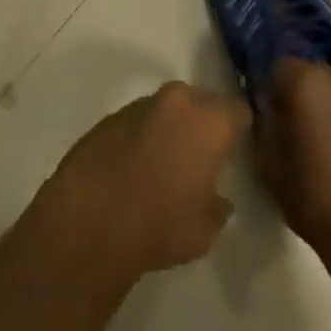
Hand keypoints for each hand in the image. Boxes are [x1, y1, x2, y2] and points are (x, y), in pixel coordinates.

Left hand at [32, 81, 250, 280]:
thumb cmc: (161, 224)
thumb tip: (218, 198)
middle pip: (203, 102)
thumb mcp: (205, 230)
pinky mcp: (112, 114)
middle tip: (202, 157)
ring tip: (166, 164)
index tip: (236, 148)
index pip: (239, 110)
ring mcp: (143, 103)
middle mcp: (179, 100)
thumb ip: (218, 206)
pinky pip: (141, 120)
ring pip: (169, 108)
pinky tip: (136, 167)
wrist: (91, 219)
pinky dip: (144, 135)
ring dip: (172, 127)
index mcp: (209, 120)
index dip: (239, 128)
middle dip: (204, 124)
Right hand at [255, 59, 330, 274]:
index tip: (272, 113)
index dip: (273, 88)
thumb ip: (263, 123)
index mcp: (305, 82)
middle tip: (299, 131)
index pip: (280, 66)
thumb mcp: (268, 163)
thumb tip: (268, 108)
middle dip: (304, 95)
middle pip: (314, 75)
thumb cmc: (312, 198)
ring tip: (330, 150)